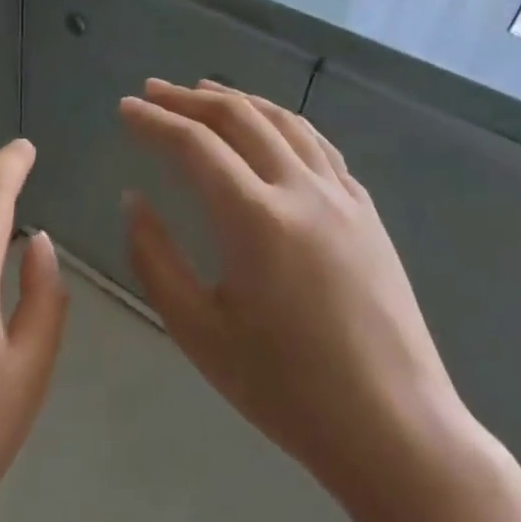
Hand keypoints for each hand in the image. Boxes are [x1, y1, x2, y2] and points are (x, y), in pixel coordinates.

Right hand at [118, 80, 468, 504]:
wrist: (396, 430)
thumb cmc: (286, 390)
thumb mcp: (198, 331)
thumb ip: (154, 259)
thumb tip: (135, 200)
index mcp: (254, 219)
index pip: (193, 146)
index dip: (153, 121)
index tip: (124, 109)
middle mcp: (301, 191)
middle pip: (239, 118)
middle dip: (189, 99)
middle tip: (152, 91)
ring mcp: (342, 198)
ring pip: (285, 122)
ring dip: (238, 100)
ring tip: (204, 92)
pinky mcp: (368, 214)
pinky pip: (320, 147)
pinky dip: (282, 124)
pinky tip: (269, 130)